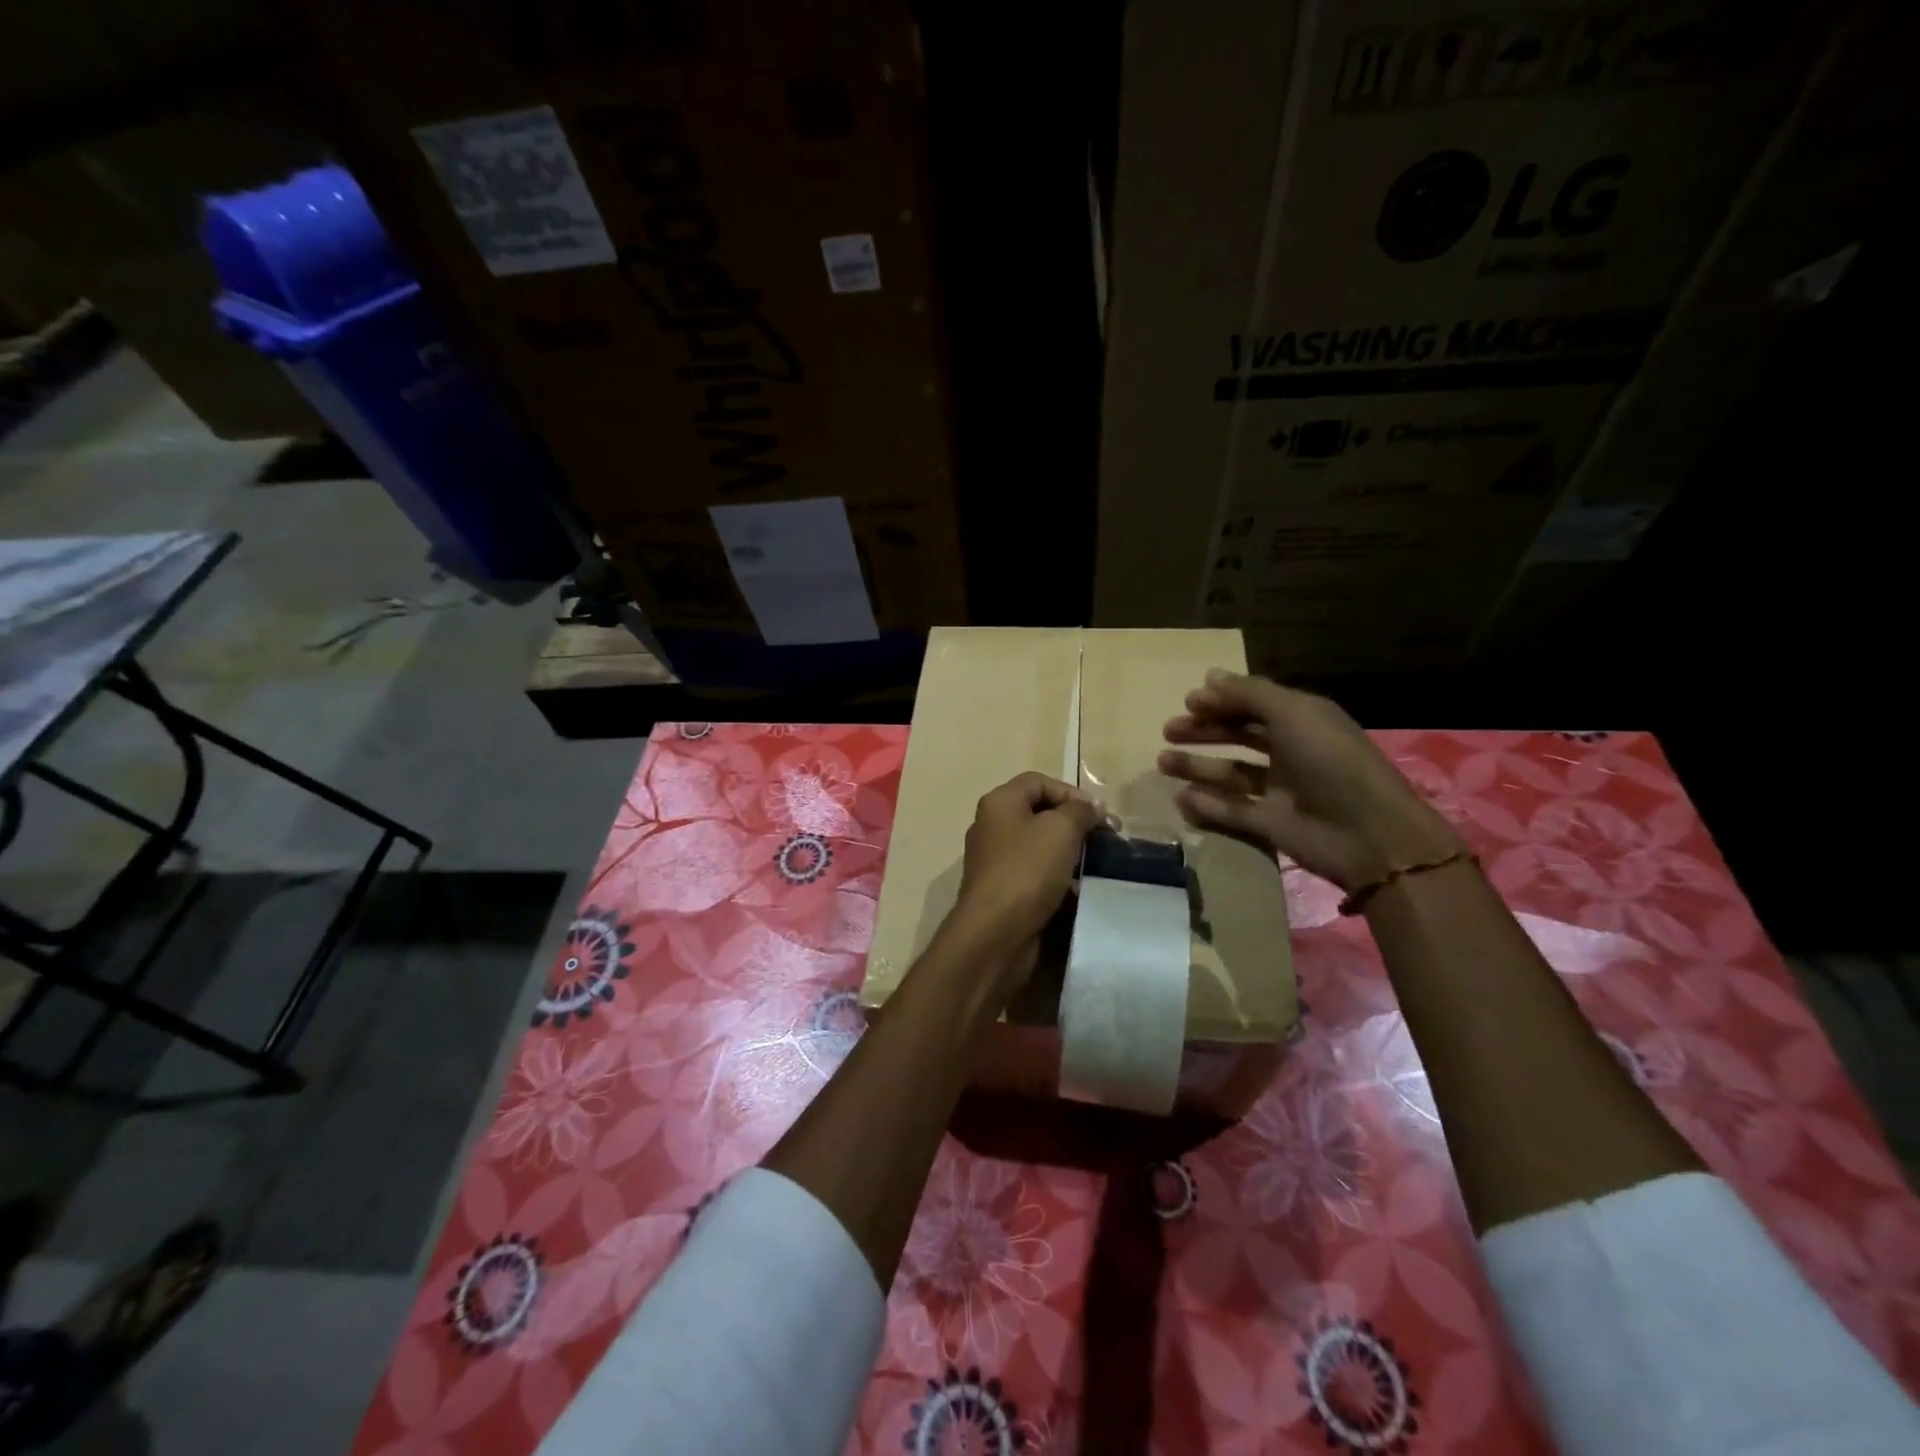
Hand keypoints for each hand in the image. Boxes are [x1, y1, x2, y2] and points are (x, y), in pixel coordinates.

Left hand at [947, 772, 1104, 978]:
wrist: (995, 933)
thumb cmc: (1027, 871)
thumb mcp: (1061, 830)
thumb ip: (1080, 811)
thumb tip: (1092, 806)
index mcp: (999, 803)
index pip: (1037, 781)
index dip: (1070, 792)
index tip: (1099, 814)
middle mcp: (991, 826)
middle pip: (1037, 813)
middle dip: (1072, 823)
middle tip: (1102, 839)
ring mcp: (994, 860)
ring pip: (1037, 846)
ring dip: (1066, 852)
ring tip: (1094, 864)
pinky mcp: (1001, 890)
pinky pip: (1033, 874)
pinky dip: (1055, 878)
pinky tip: (1076, 889)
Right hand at [1158, 670, 1460, 892]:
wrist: (1368, 834)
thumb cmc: (1331, 761)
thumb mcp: (1293, 714)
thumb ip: (1249, 694)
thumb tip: (1210, 676)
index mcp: (1302, 721)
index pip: (1255, 704)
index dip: (1222, 700)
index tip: (1188, 702)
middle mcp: (1290, 751)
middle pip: (1239, 736)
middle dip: (1203, 731)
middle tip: (1168, 731)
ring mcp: (1280, 790)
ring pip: (1230, 773)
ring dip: (1197, 766)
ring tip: (1162, 762)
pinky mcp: (1271, 824)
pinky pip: (1231, 811)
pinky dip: (1207, 804)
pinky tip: (1181, 798)